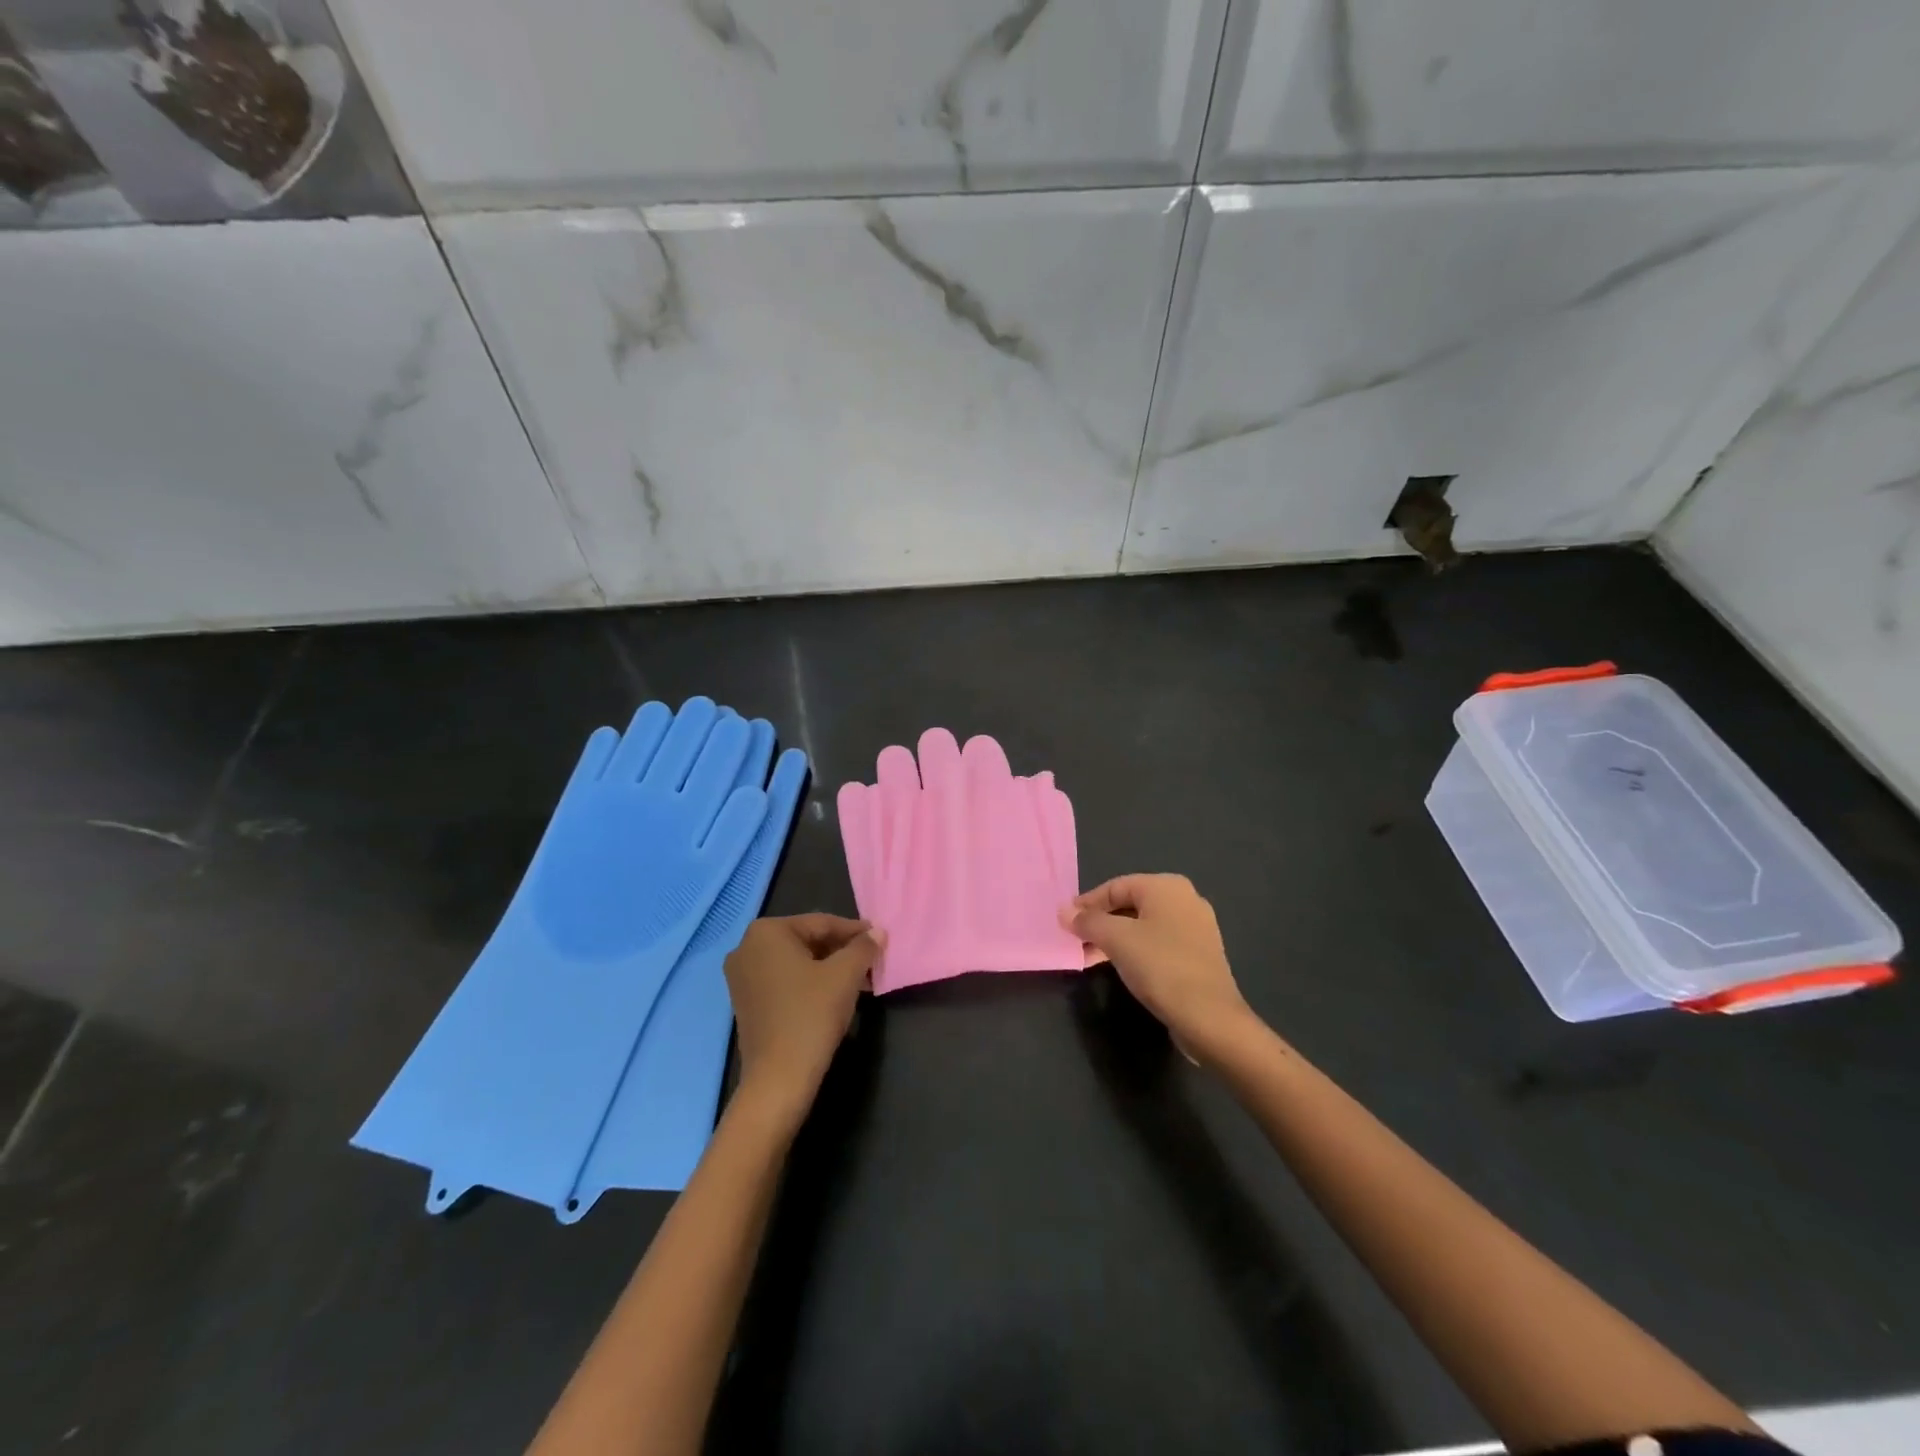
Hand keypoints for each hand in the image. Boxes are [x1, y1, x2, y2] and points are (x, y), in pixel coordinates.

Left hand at [724, 915, 883, 1128]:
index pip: (821, 923)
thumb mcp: (845, 975)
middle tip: (870, 960)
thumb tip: (878, 932)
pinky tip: (833, 995)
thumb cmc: (811, 1014)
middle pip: (806, 940)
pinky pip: (783, 980)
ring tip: (859, 980)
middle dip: (840, 950)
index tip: (878, 938)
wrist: (778, 1078)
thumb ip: (863, 947)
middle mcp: (747, 948)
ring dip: (828, 967)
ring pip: (796, 962)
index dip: (854, 931)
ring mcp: (741, 977)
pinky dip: (809, 982)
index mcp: (766, 932)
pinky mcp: (745, 1002)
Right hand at [1062, 875, 1255, 1058]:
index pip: (1115, 886)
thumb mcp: (1116, 939)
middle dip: (1100, 922)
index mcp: (1166, 886)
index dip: (1086, 903)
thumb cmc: (1160, 966)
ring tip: (1091, 957)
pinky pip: (1159, 942)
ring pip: (1143, 925)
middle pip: (1129, 904)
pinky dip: (1136, 949)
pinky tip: (1121, 967)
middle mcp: (1185, 899)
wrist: (1209, 1017)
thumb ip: (1088, 921)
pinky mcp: (1200, 954)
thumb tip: (1064, 911)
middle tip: (1076, 941)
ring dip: (1115, 938)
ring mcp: (1196, 927)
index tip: (1065, 922)